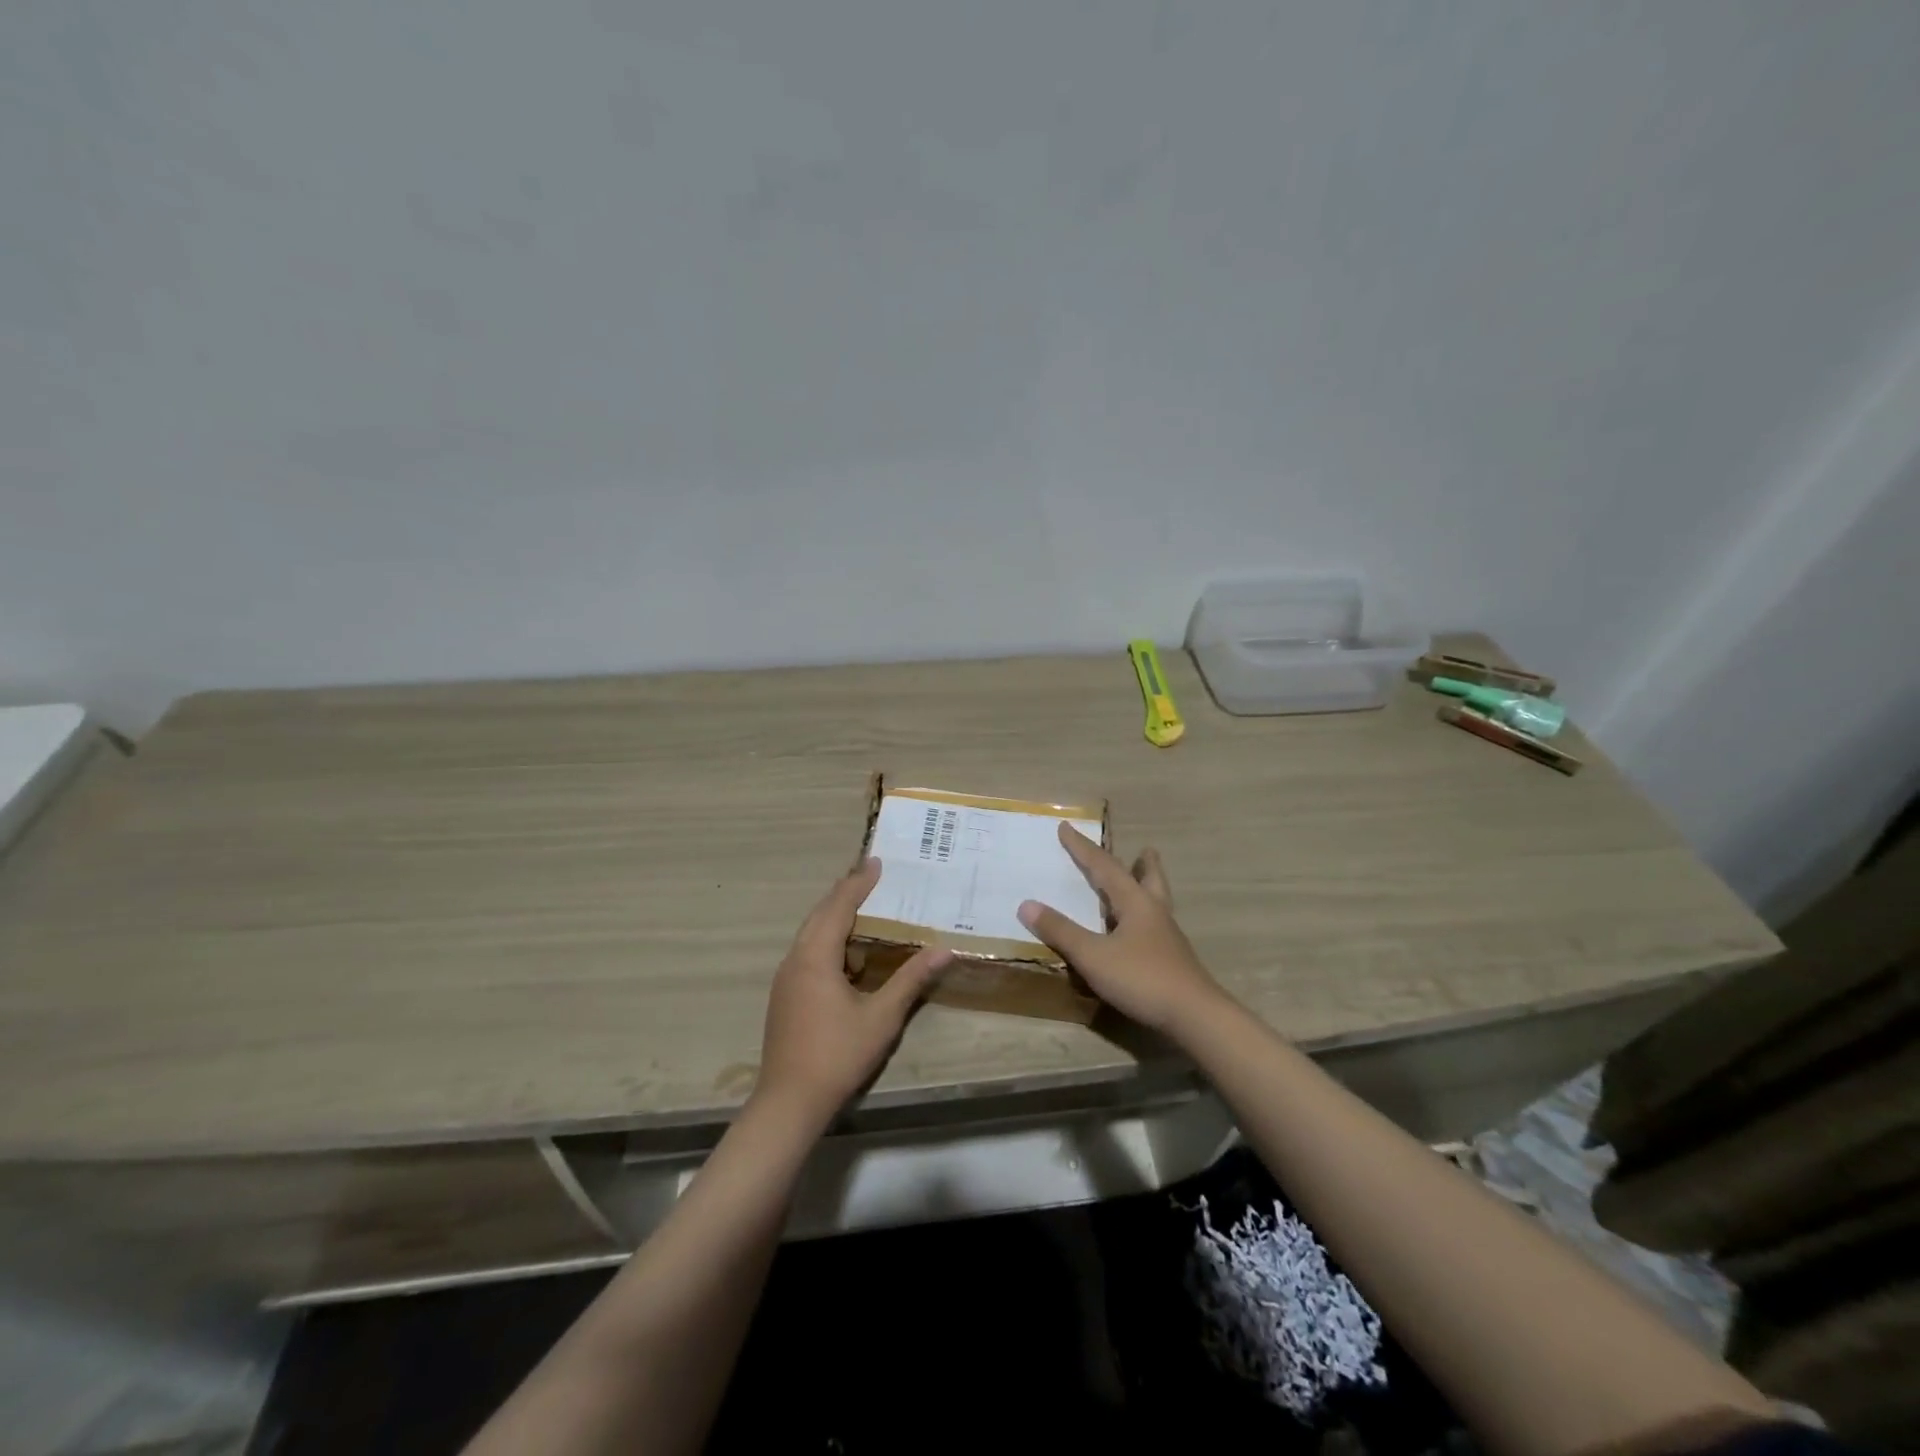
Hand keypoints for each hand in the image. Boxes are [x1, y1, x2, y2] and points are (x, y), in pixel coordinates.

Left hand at [755, 858, 951, 1127]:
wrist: (789, 1102)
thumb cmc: (838, 1054)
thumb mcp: (882, 1016)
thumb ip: (912, 979)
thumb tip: (944, 949)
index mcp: (816, 957)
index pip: (838, 906)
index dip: (859, 883)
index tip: (877, 861)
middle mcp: (796, 959)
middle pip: (819, 914)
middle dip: (844, 892)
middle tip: (869, 874)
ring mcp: (786, 978)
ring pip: (810, 933)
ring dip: (833, 914)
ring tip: (860, 903)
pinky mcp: (785, 995)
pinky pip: (807, 951)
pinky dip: (826, 936)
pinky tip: (844, 949)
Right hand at [1017, 824, 1227, 1035]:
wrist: (1194, 1016)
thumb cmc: (1142, 978)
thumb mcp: (1093, 955)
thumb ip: (1061, 931)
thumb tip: (1027, 905)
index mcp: (1135, 902)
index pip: (1104, 867)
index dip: (1082, 848)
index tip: (1066, 828)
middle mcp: (1154, 912)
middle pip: (1149, 878)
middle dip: (1143, 863)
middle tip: (1145, 849)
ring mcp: (1167, 937)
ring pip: (1157, 901)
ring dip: (1148, 886)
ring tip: (1144, 880)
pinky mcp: (1172, 959)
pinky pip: (1155, 925)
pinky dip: (1144, 916)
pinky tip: (1138, 931)